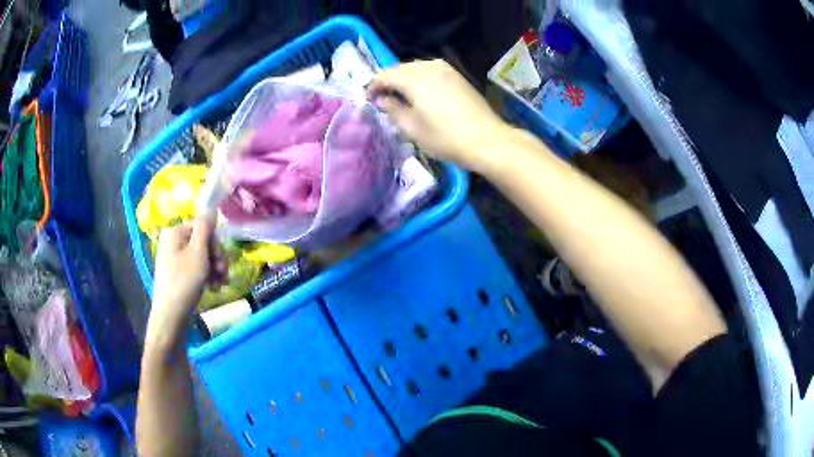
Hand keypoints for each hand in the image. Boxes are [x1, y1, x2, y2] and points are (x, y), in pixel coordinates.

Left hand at [150, 214, 225, 338]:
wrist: (171, 316)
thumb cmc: (185, 282)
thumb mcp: (198, 253)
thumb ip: (205, 228)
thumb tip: (211, 206)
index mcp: (175, 232)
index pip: (202, 226)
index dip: (215, 242)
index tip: (221, 260)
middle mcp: (173, 242)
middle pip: (203, 241)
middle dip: (216, 257)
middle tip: (223, 274)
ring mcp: (175, 258)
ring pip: (202, 256)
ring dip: (215, 268)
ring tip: (220, 283)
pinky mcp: (178, 273)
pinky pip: (196, 268)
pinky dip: (207, 276)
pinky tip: (213, 288)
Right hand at [368, 59, 508, 172]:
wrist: (487, 139)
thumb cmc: (446, 138)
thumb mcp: (412, 128)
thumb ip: (392, 109)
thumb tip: (381, 98)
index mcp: (414, 78)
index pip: (385, 75)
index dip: (373, 85)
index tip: (368, 98)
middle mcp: (429, 66)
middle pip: (400, 68)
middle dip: (389, 81)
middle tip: (382, 98)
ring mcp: (445, 69)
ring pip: (416, 68)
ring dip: (404, 79)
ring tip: (400, 96)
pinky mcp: (457, 75)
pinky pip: (430, 70)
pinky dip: (420, 78)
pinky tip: (420, 93)